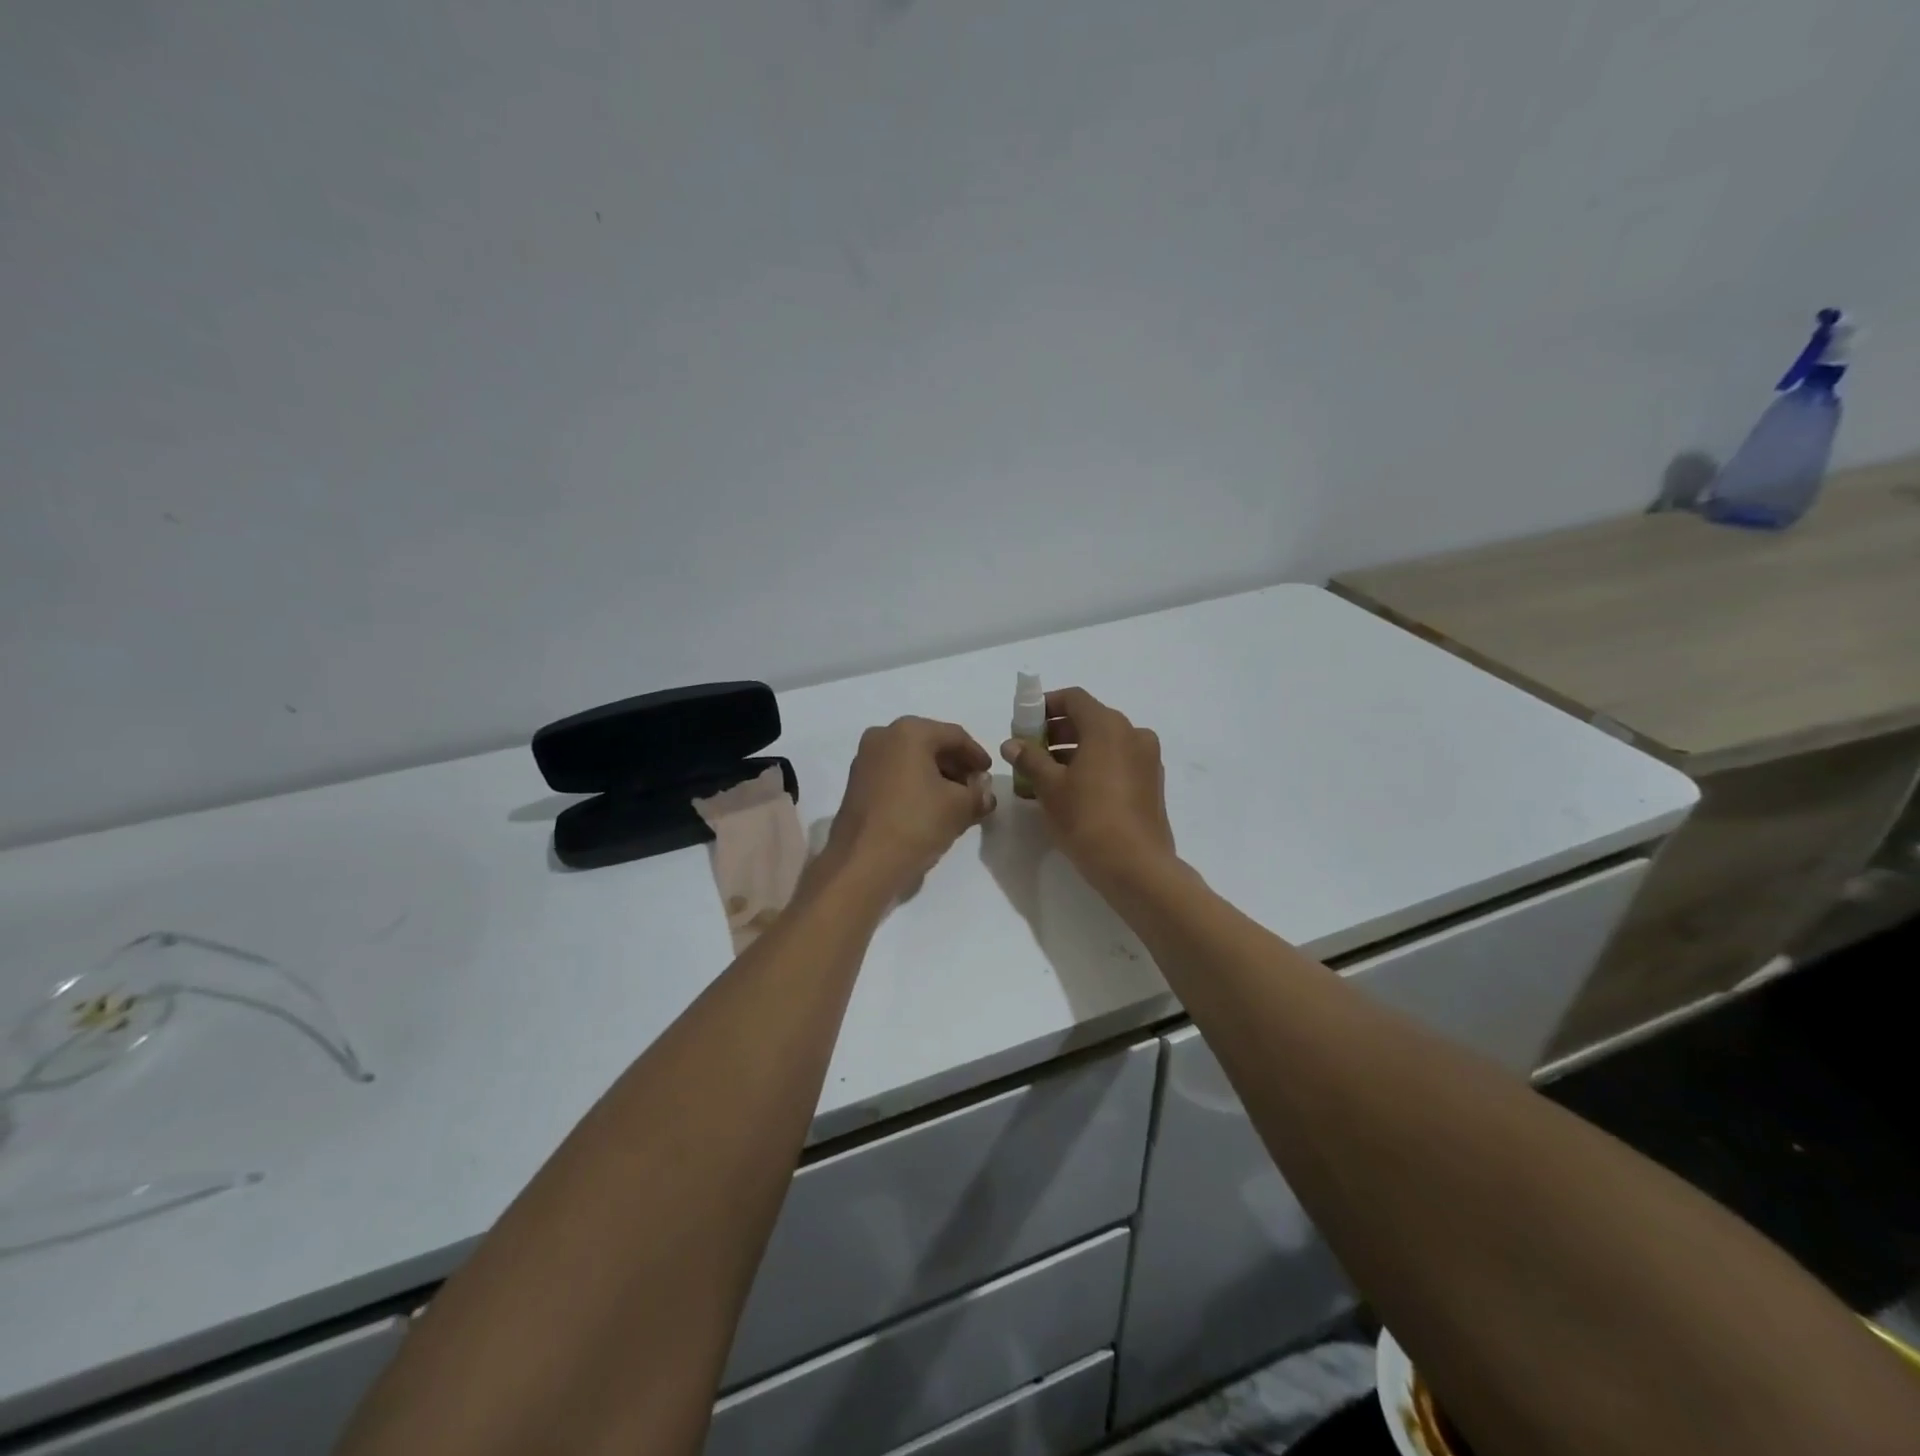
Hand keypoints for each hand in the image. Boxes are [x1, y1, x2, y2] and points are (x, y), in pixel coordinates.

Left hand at [827, 717, 995, 895]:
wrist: (862, 863)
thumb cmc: (916, 823)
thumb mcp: (960, 807)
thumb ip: (979, 793)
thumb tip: (984, 790)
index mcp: (909, 731)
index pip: (955, 736)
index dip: (977, 755)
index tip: (990, 774)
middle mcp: (883, 736)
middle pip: (930, 744)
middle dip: (956, 766)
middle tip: (975, 788)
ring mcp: (865, 759)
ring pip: (911, 760)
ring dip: (936, 776)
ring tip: (956, 801)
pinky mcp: (856, 783)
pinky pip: (894, 775)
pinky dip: (915, 784)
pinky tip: (929, 807)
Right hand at [1001, 687, 1175, 888]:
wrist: (1136, 866)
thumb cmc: (1087, 818)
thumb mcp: (1050, 787)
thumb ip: (1030, 759)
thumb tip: (1012, 744)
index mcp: (1108, 726)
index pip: (1073, 699)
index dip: (1045, 706)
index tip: (1023, 723)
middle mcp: (1133, 734)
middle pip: (1089, 719)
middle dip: (1056, 731)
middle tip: (1029, 750)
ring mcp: (1147, 759)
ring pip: (1104, 742)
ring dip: (1073, 750)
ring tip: (1045, 774)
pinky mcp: (1151, 783)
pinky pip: (1117, 761)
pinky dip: (1094, 765)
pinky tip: (1072, 790)